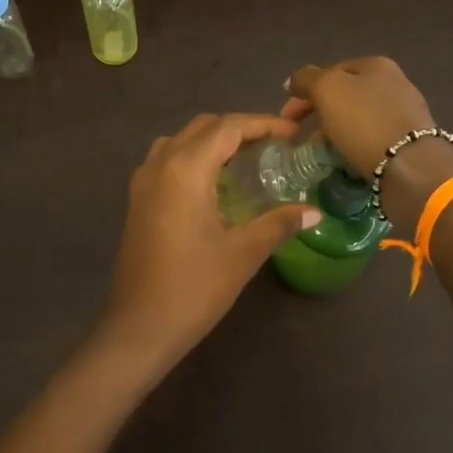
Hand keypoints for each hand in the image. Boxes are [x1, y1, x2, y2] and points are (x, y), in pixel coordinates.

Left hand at [96, 114, 322, 371]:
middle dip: (240, 129)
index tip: (293, 134)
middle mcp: (160, 164)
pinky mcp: (137, 201)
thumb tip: (315, 212)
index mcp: (185, 168)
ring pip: (181, 141)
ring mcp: (143, 182)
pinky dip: (193, 159)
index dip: (263, 124)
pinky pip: (167, 161)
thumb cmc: (193, 288)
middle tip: (274, 148)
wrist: (138, 328)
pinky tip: (215, 187)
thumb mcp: (243, 253)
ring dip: (213, 142)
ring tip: (245, 163)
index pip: (228, 127)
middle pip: (203, 127)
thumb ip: (279, 223)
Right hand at [282, 57, 437, 170]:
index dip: (304, 92)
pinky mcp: (409, 142)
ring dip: (335, 133)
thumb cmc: (365, 122)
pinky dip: (354, 147)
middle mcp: (394, 83)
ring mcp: (404, 113)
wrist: (411, 167)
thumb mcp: (327, 89)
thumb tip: (294, 80)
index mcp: (376, 65)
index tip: (287, 117)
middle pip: (344, 96)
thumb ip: (306, 78)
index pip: (330, 71)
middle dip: (319, 114)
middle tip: (300, 136)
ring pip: (357, 119)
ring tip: (320, 153)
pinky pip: (372, 139)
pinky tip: (346, 161)